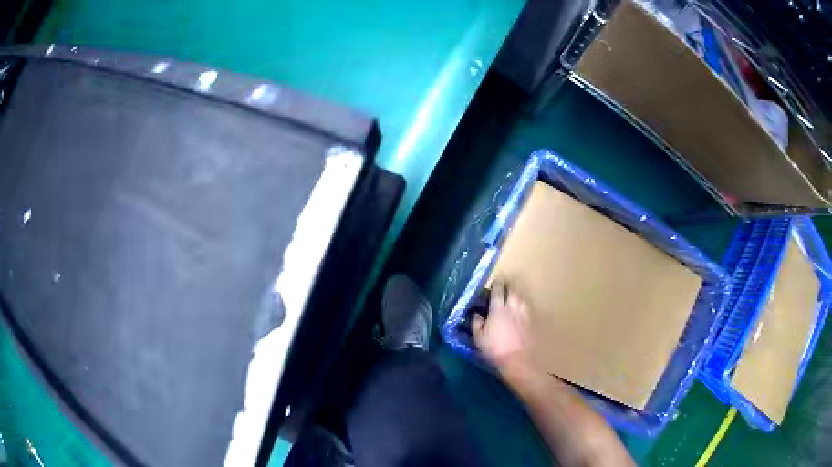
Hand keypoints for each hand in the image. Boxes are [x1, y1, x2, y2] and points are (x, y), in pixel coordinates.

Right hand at [472, 281, 531, 370]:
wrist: (517, 360)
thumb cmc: (495, 349)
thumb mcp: (478, 338)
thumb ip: (476, 323)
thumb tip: (476, 314)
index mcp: (498, 310)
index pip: (497, 292)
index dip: (496, 284)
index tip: (495, 281)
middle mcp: (512, 308)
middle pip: (512, 291)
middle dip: (508, 287)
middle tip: (504, 287)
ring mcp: (523, 314)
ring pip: (521, 298)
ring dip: (516, 294)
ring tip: (513, 295)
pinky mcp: (530, 322)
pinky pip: (526, 307)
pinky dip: (522, 304)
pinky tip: (520, 308)